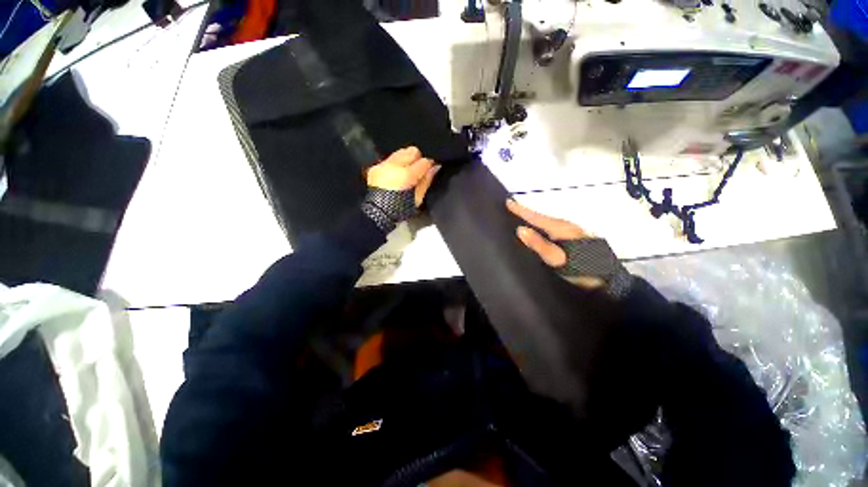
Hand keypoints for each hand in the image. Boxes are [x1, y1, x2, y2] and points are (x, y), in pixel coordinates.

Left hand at [366, 146, 440, 206]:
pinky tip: (395, 174)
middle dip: (417, 159)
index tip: (429, 170)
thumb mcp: (418, 198)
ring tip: (406, 172)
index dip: (429, 165)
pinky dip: (395, 164)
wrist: (378, 212)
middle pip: (412, 151)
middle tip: (417, 171)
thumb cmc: (401, 208)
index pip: (424, 161)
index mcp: (407, 175)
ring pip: (400, 152)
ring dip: (406, 160)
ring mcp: (383, 165)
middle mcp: (394, 165)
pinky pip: (390, 159)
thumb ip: (426, 180)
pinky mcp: (376, 166)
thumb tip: (435, 167)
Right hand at [507, 199, 631, 296]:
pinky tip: (538, 229)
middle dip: (525, 212)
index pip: (535, 217)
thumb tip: (520, 229)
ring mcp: (571, 231)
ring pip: (546, 222)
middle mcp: (566, 226)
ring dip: (533, 218)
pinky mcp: (574, 237)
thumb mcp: (557, 259)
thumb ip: (539, 245)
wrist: (609, 279)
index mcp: (560, 228)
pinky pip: (551, 227)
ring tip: (520, 217)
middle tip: (510, 208)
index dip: (520, 210)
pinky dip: (541, 225)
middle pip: (541, 217)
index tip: (507, 202)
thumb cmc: (582, 268)